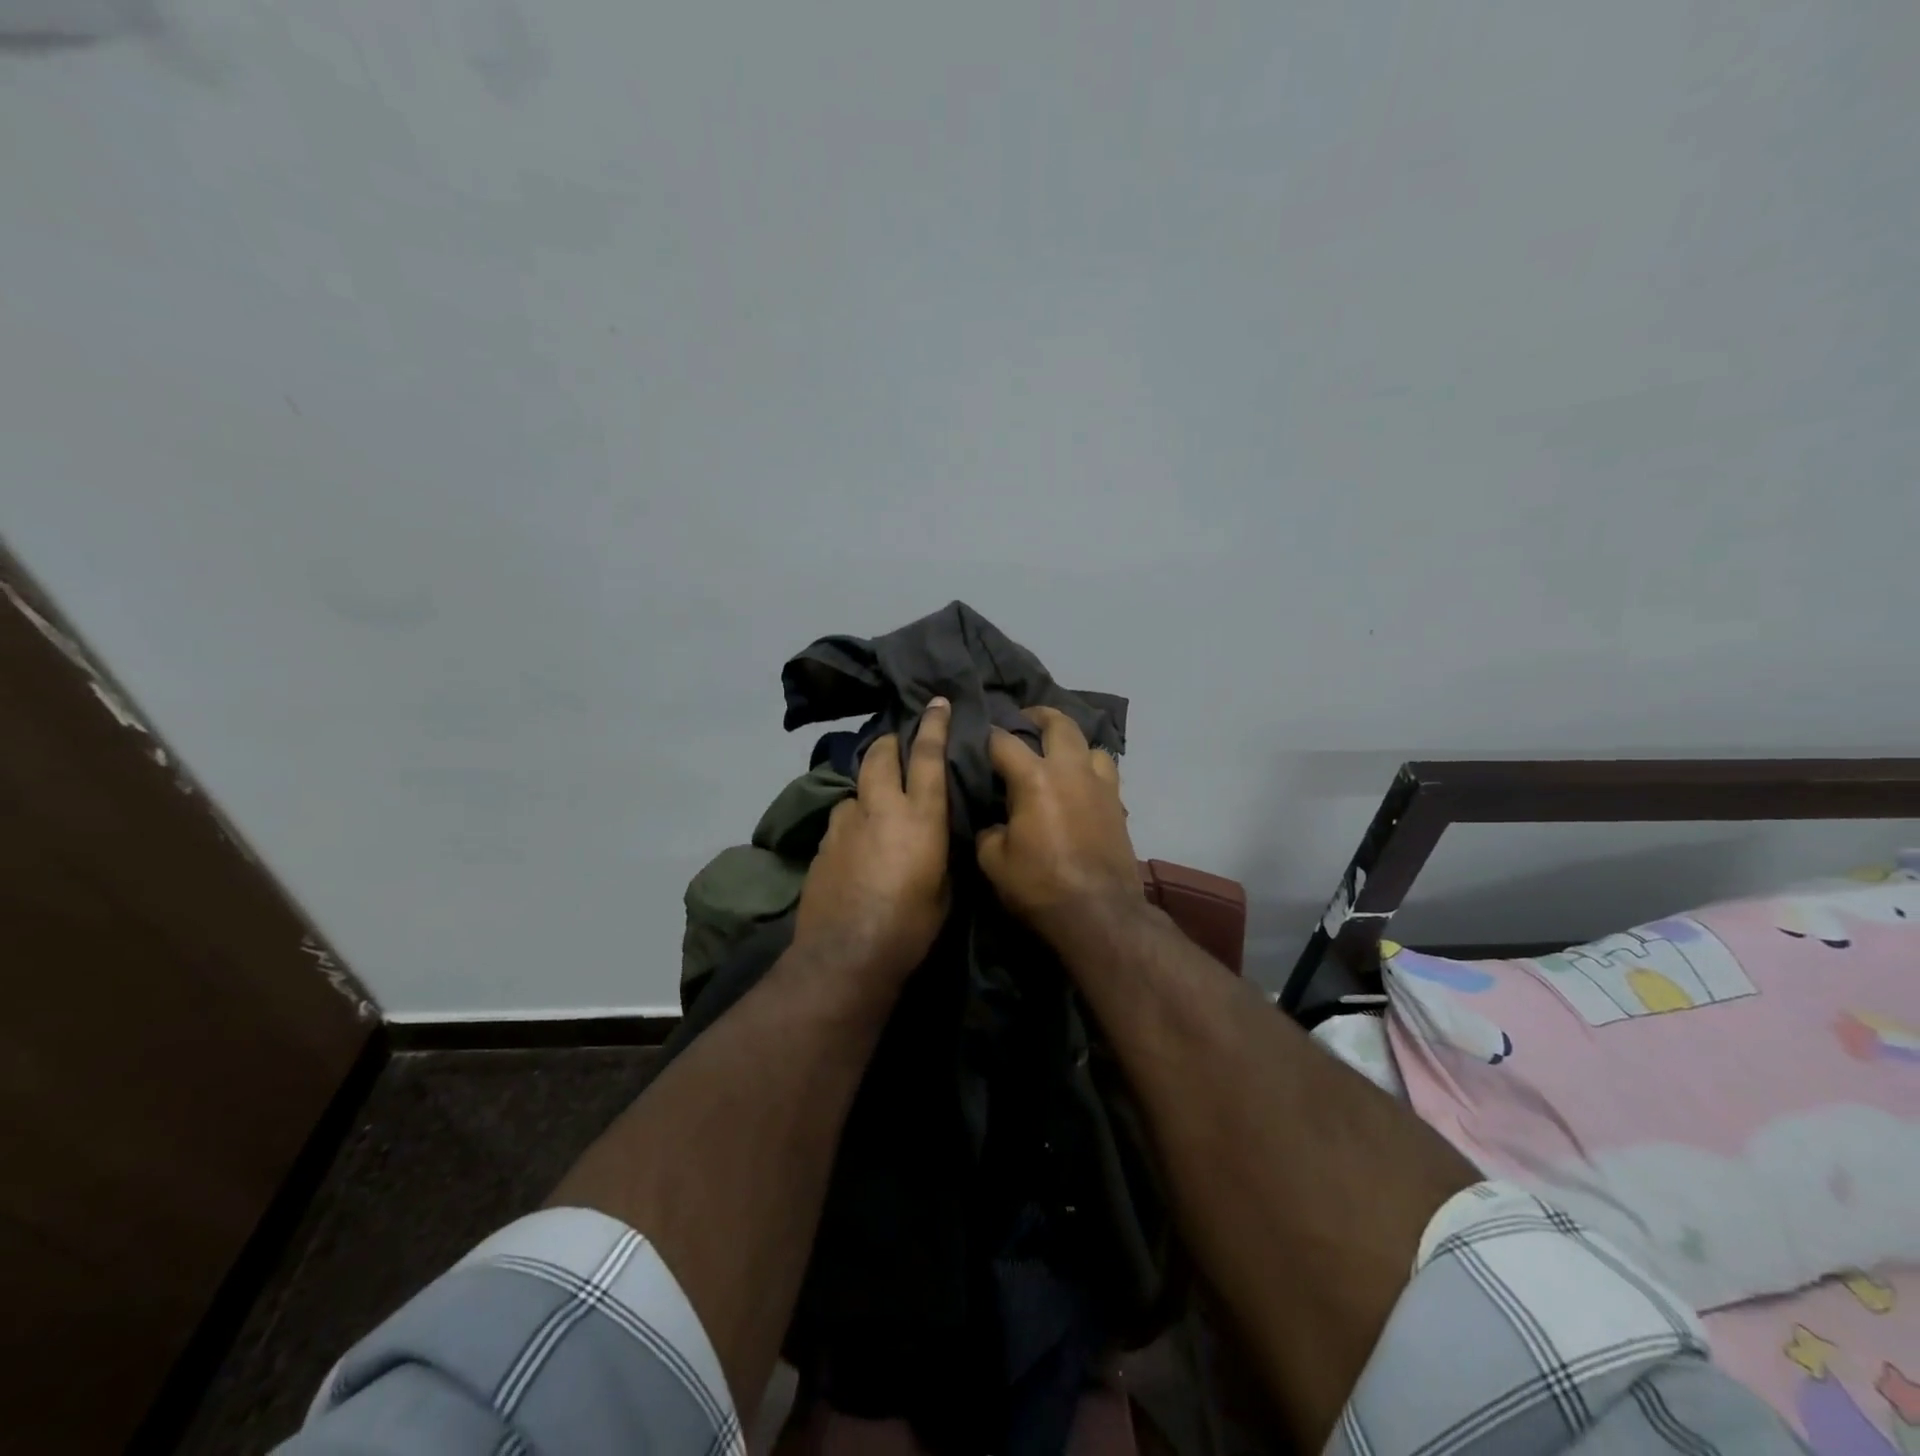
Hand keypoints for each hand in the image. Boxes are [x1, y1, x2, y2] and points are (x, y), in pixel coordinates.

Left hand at [792, 698, 952, 982]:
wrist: (847, 955)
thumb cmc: (910, 927)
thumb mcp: (944, 889)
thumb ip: (939, 852)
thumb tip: (935, 838)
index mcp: (919, 817)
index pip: (927, 757)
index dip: (933, 726)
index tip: (936, 703)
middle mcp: (879, 809)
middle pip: (879, 756)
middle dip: (888, 743)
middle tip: (895, 741)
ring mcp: (845, 825)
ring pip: (855, 790)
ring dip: (866, 788)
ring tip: (874, 805)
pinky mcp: (822, 845)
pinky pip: (841, 820)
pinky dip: (852, 821)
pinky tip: (856, 844)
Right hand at [976, 706, 1145, 950]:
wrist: (1099, 913)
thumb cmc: (1040, 885)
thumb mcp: (993, 861)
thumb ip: (989, 831)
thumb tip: (995, 823)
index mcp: (1035, 778)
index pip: (1004, 742)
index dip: (987, 735)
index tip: (977, 736)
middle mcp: (1070, 770)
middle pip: (1059, 724)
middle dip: (1039, 715)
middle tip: (1025, 719)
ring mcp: (1100, 785)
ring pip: (1091, 745)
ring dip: (1073, 742)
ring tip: (1059, 753)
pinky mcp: (1118, 805)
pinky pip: (1106, 772)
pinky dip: (1090, 769)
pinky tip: (1080, 784)